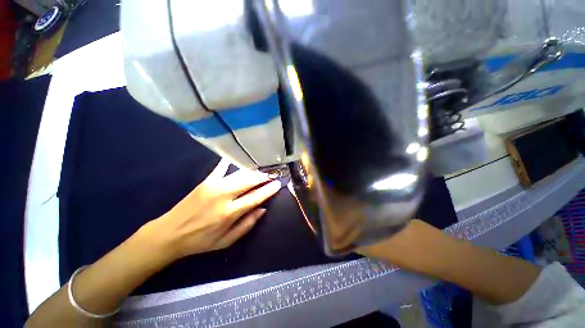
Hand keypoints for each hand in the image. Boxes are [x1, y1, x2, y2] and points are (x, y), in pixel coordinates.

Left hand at [143, 159, 281, 260]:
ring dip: (253, 171)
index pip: (255, 198)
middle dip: (263, 176)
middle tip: (273, 173)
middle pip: (249, 182)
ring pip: (239, 174)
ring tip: (262, 169)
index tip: (278, 183)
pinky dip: (230, 161)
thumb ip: (247, 225)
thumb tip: (262, 209)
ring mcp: (214, 186)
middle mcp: (223, 196)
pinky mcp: (206, 181)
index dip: (268, 190)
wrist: (170, 233)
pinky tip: (239, 156)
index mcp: (229, 213)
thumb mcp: (226, 241)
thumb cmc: (200, 241)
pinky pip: (221, 168)